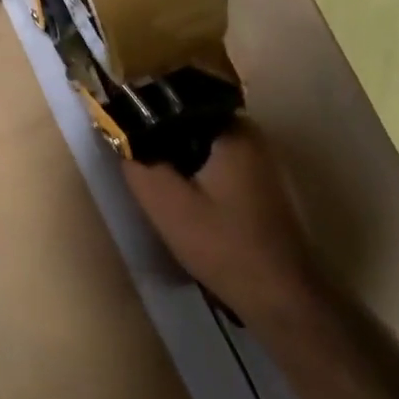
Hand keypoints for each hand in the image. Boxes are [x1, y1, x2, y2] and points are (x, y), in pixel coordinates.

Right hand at [122, 125, 312, 325]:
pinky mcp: (261, 185)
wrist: (279, 295)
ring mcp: (260, 161)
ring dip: (178, 160)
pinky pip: (217, 165)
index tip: (123, 133)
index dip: (145, 115)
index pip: (177, 103)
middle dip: (161, 140)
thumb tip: (120, 135)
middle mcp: (251, 136)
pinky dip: (196, 174)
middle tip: (135, 161)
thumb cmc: (222, 245)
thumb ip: (139, 165)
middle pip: (190, 124)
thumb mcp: (166, 205)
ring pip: (202, 146)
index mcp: (232, 130)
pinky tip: (181, 199)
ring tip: (152, 179)